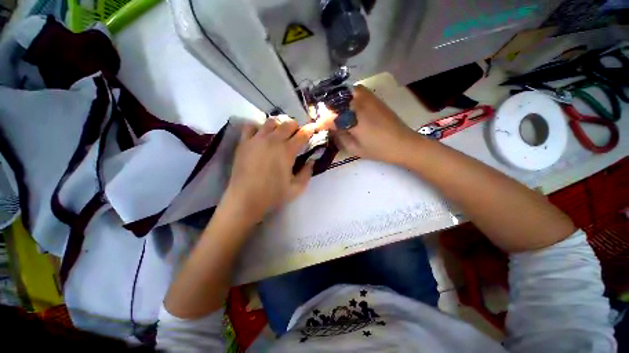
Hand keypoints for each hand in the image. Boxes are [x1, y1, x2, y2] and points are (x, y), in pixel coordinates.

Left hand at [221, 117, 316, 223]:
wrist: (245, 199)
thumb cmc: (272, 195)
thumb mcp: (296, 188)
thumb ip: (307, 173)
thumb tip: (312, 161)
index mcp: (287, 151)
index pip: (302, 134)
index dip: (309, 130)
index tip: (312, 128)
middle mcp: (273, 141)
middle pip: (288, 124)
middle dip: (295, 126)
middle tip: (296, 134)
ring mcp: (257, 139)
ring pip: (271, 122)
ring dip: (279, 125)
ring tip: (279, 133)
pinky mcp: (244, 142)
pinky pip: (251, 126)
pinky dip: (258, 127)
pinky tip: (261, 135)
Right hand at [322, 85, 417, 164]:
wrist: (403, 143)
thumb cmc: (378, 149)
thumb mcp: (355, 148)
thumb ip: (340, 137)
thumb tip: (331, 129)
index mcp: (353, 119)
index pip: (329, 117)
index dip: (320, 122)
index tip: (315, 126)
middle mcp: (358, 103)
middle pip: (334, 100)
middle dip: (325, 109)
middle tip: (323, 118)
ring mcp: (367, 97)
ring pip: (343, 92)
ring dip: (335, 101)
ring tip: (333, 112)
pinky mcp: (373, 97)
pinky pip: (354, 91)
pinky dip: (346, 96)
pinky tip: (346, 106)